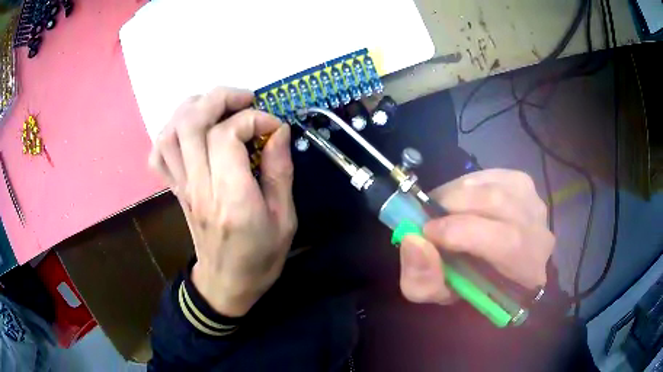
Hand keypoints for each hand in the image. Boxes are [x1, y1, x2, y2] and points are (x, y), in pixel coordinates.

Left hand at [148, 87, 296, 316]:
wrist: (227, 284)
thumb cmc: (261, 257)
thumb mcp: (285, 219)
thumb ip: (280, 171)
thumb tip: (279, 131)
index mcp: (232, 198)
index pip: (227, 135)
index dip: (254, 118)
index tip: (274, 127)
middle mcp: (200, 187)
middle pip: (192, 123)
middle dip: (220, 98)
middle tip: (245, 99)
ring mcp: (182, 187)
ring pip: (171, 132)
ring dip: (193, 108)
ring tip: (218, 106)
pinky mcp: (176, 190)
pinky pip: (159, 154)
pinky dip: (170, 132)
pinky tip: (191, 130)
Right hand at [399, 169, 554, 304]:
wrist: (498, 272)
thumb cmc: (472, 288)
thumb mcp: (441, 296)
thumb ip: (422, 278)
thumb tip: (414, 240)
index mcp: (527, 272)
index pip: (507, 243)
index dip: (462, 232)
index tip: (427, 233)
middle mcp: (540, 233)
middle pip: (499, 204)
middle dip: (454, 205)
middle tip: (429, 216)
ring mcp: (535, 205)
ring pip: (495, 186)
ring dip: (460, 192)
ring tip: (442, 206)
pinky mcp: (525, 186)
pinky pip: (494, 174)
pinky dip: (470, 182)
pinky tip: (461, 196)